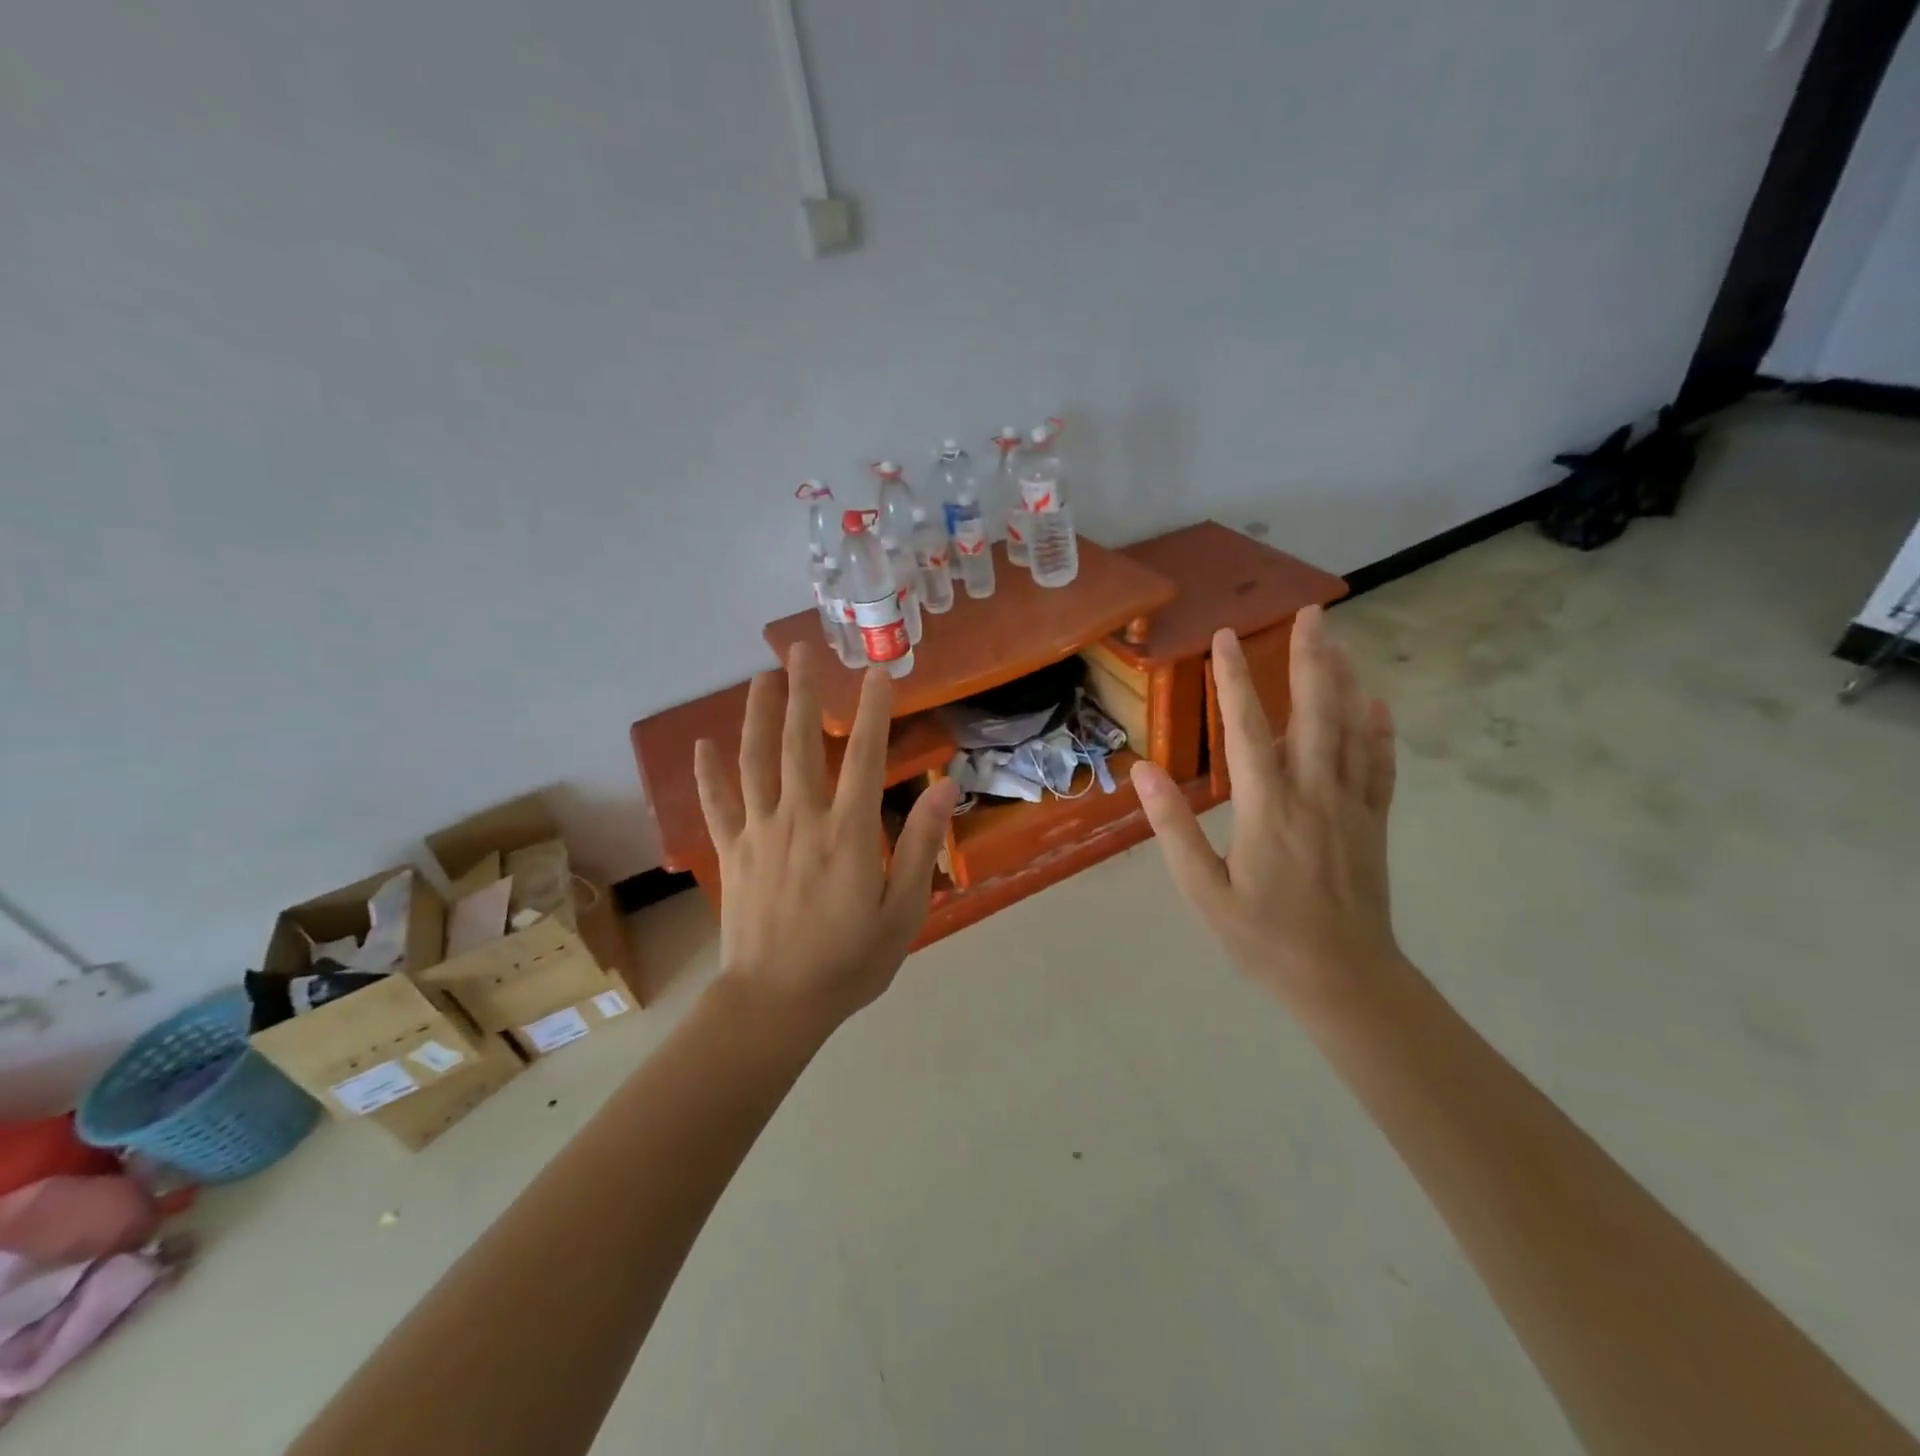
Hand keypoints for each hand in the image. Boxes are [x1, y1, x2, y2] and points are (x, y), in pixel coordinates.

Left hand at [694, 643, 960, 1034]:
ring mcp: (759, 833)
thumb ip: (920, 845)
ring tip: (760, 678)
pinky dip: (708, 773)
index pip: (865, 756)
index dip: (872, 710)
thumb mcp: (903, 912)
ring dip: (757, 716)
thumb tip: (946, 787)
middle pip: (800, 743)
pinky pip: (717, 804)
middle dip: (803, 693)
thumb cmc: (849, 963)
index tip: (877, 672)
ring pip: (755, 761)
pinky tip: (703, 745)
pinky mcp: (731, 853)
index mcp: (848, 832)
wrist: (775, 1004)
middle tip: (800, 651)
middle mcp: (801, 819)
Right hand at [1130, 606, 1401, 1014]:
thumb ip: (1174, 828)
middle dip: (1310, 659)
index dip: (1234, 680)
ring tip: (1337, 641)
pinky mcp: (1373, 823)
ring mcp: (1351, 807)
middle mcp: (1314, 794)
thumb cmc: (1263, 939)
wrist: (1344, 981)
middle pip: (1315, 713)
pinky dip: (1379, 731)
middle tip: (1311, 612)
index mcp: (1268, 809)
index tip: (1225, 638)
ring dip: (1344, 681)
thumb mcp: (1204, 891)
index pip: (1247, 729)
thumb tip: (1142, 771)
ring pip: (1352, 730)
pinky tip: (1376, 704)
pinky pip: (1379, 766)